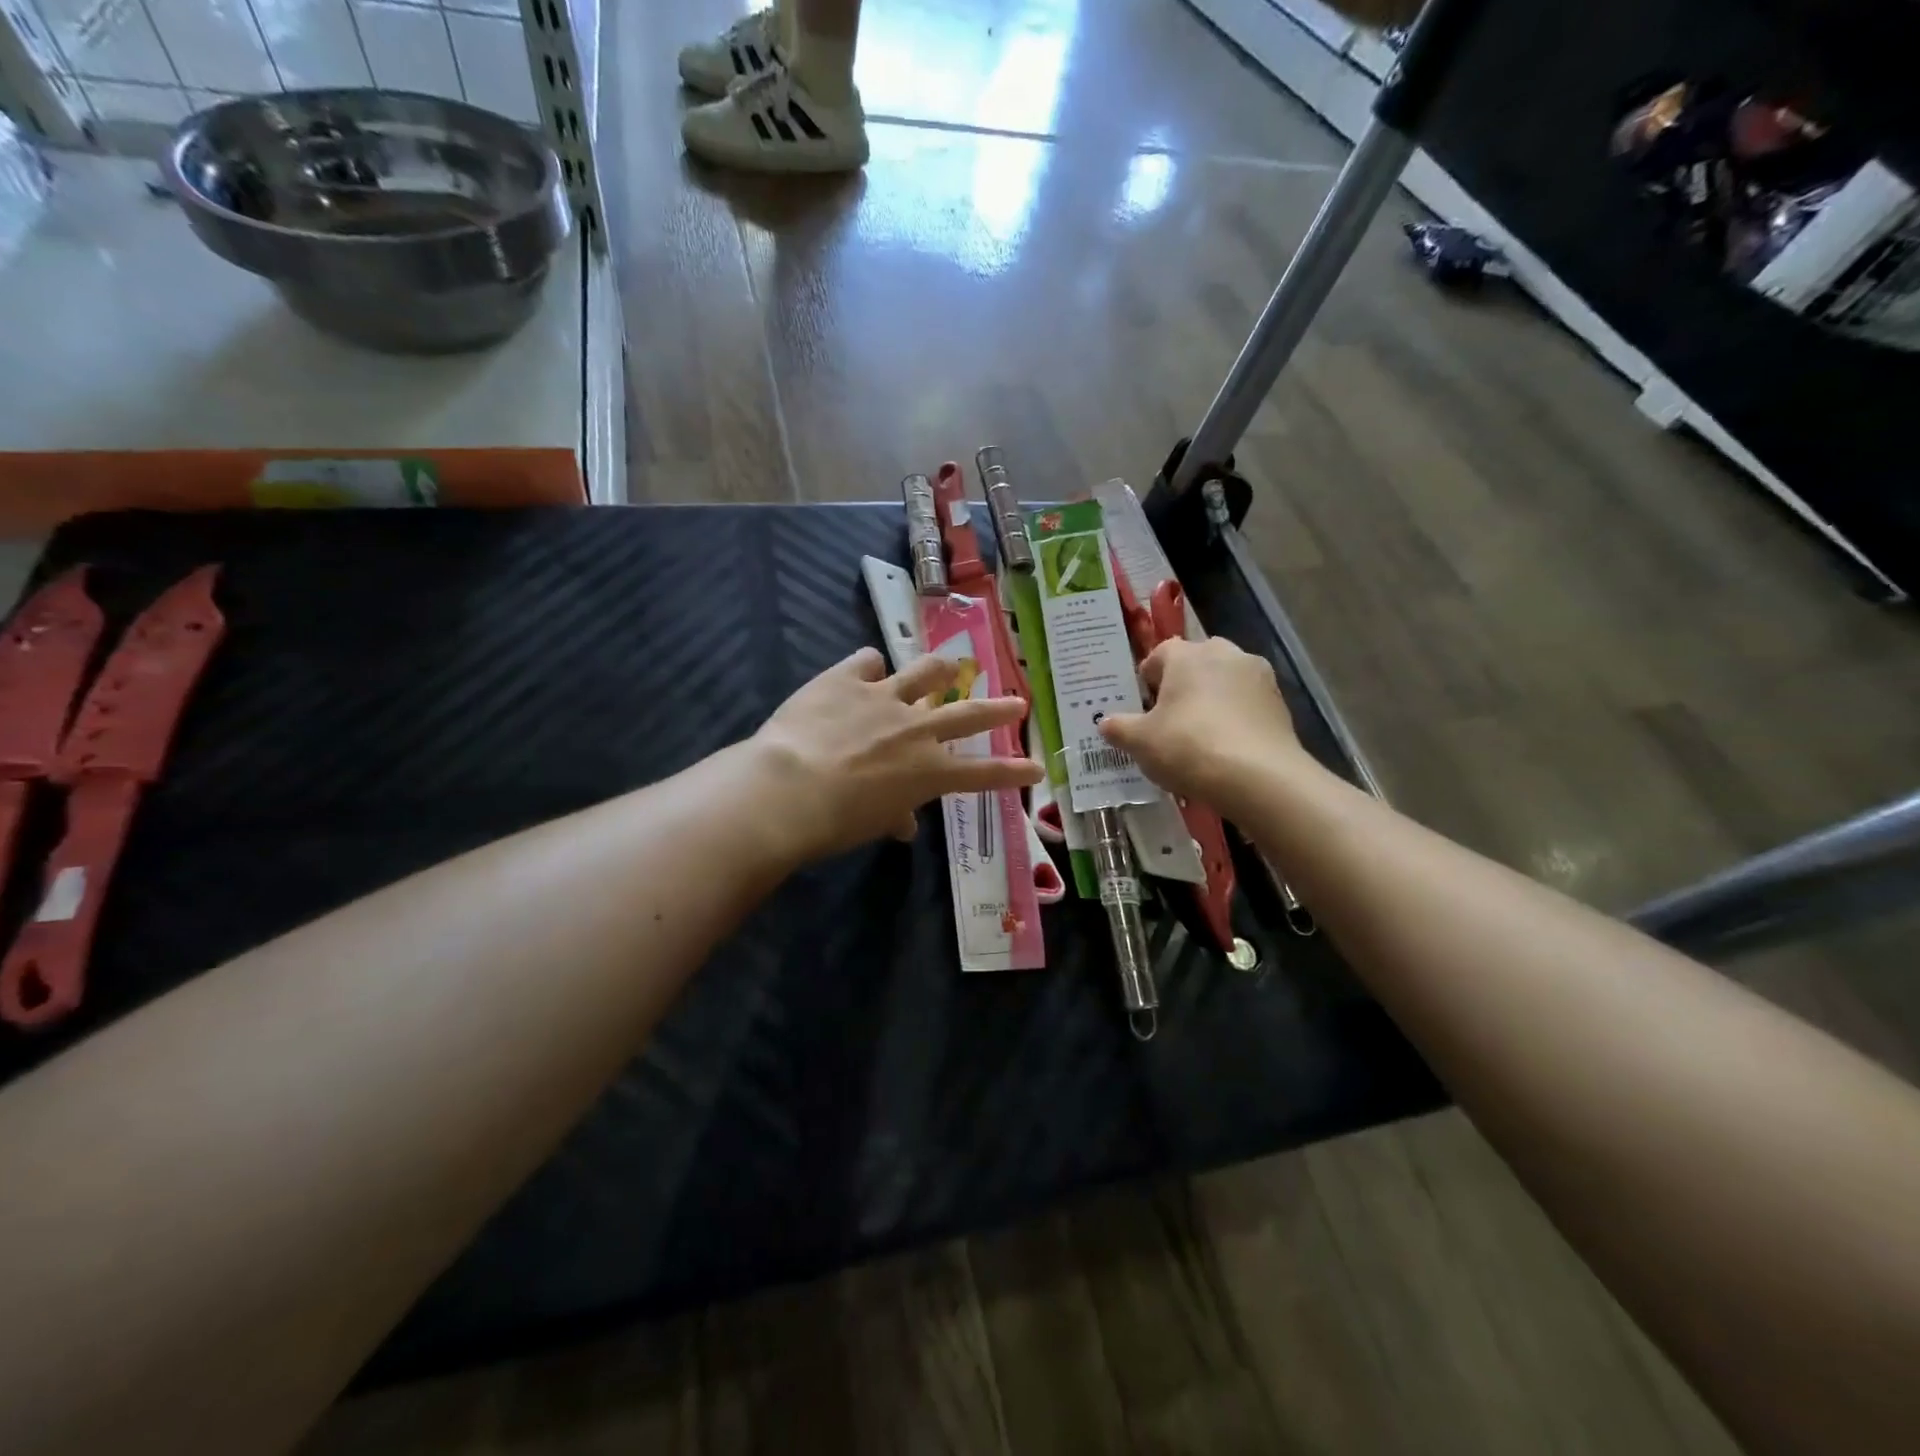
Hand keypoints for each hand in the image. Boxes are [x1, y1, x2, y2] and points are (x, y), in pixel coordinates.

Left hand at [751, 648, 1042, 863]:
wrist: (789, 788)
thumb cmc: (835, 822)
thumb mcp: (872, 824)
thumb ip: (894, 815)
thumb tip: (902, 823)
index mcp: (928, 772)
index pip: (983, 773)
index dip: (1013, 772)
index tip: (1037, 768)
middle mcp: (916, 729)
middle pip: (968, 715)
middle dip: (998, 709)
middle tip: (1017, 702)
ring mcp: (884, 697)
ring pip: (925, 672)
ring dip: (941, 669)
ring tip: (949, 665)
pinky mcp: (847, 678)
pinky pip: (868, 660)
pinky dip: (871, 665)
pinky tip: (866, 667)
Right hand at [1097, 637, 1307, 810]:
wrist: (1258, 777)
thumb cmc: (1188, 747)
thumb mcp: (1140, 742)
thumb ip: (1119, 728)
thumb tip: (1105, 722)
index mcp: (1187, 655)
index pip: (1159, 654)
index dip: (1147, 679)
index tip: (1142, 707)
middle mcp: (1224, 653)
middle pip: (1195, 663)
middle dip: (1182, 685)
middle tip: (1169, 719)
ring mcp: (1258, 676)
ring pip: (1225, 682)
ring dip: (1212, 700)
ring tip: (1200, 736)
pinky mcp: (1280, 703)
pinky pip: (1247, 704)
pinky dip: (1235, 718)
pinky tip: (1227, 748)